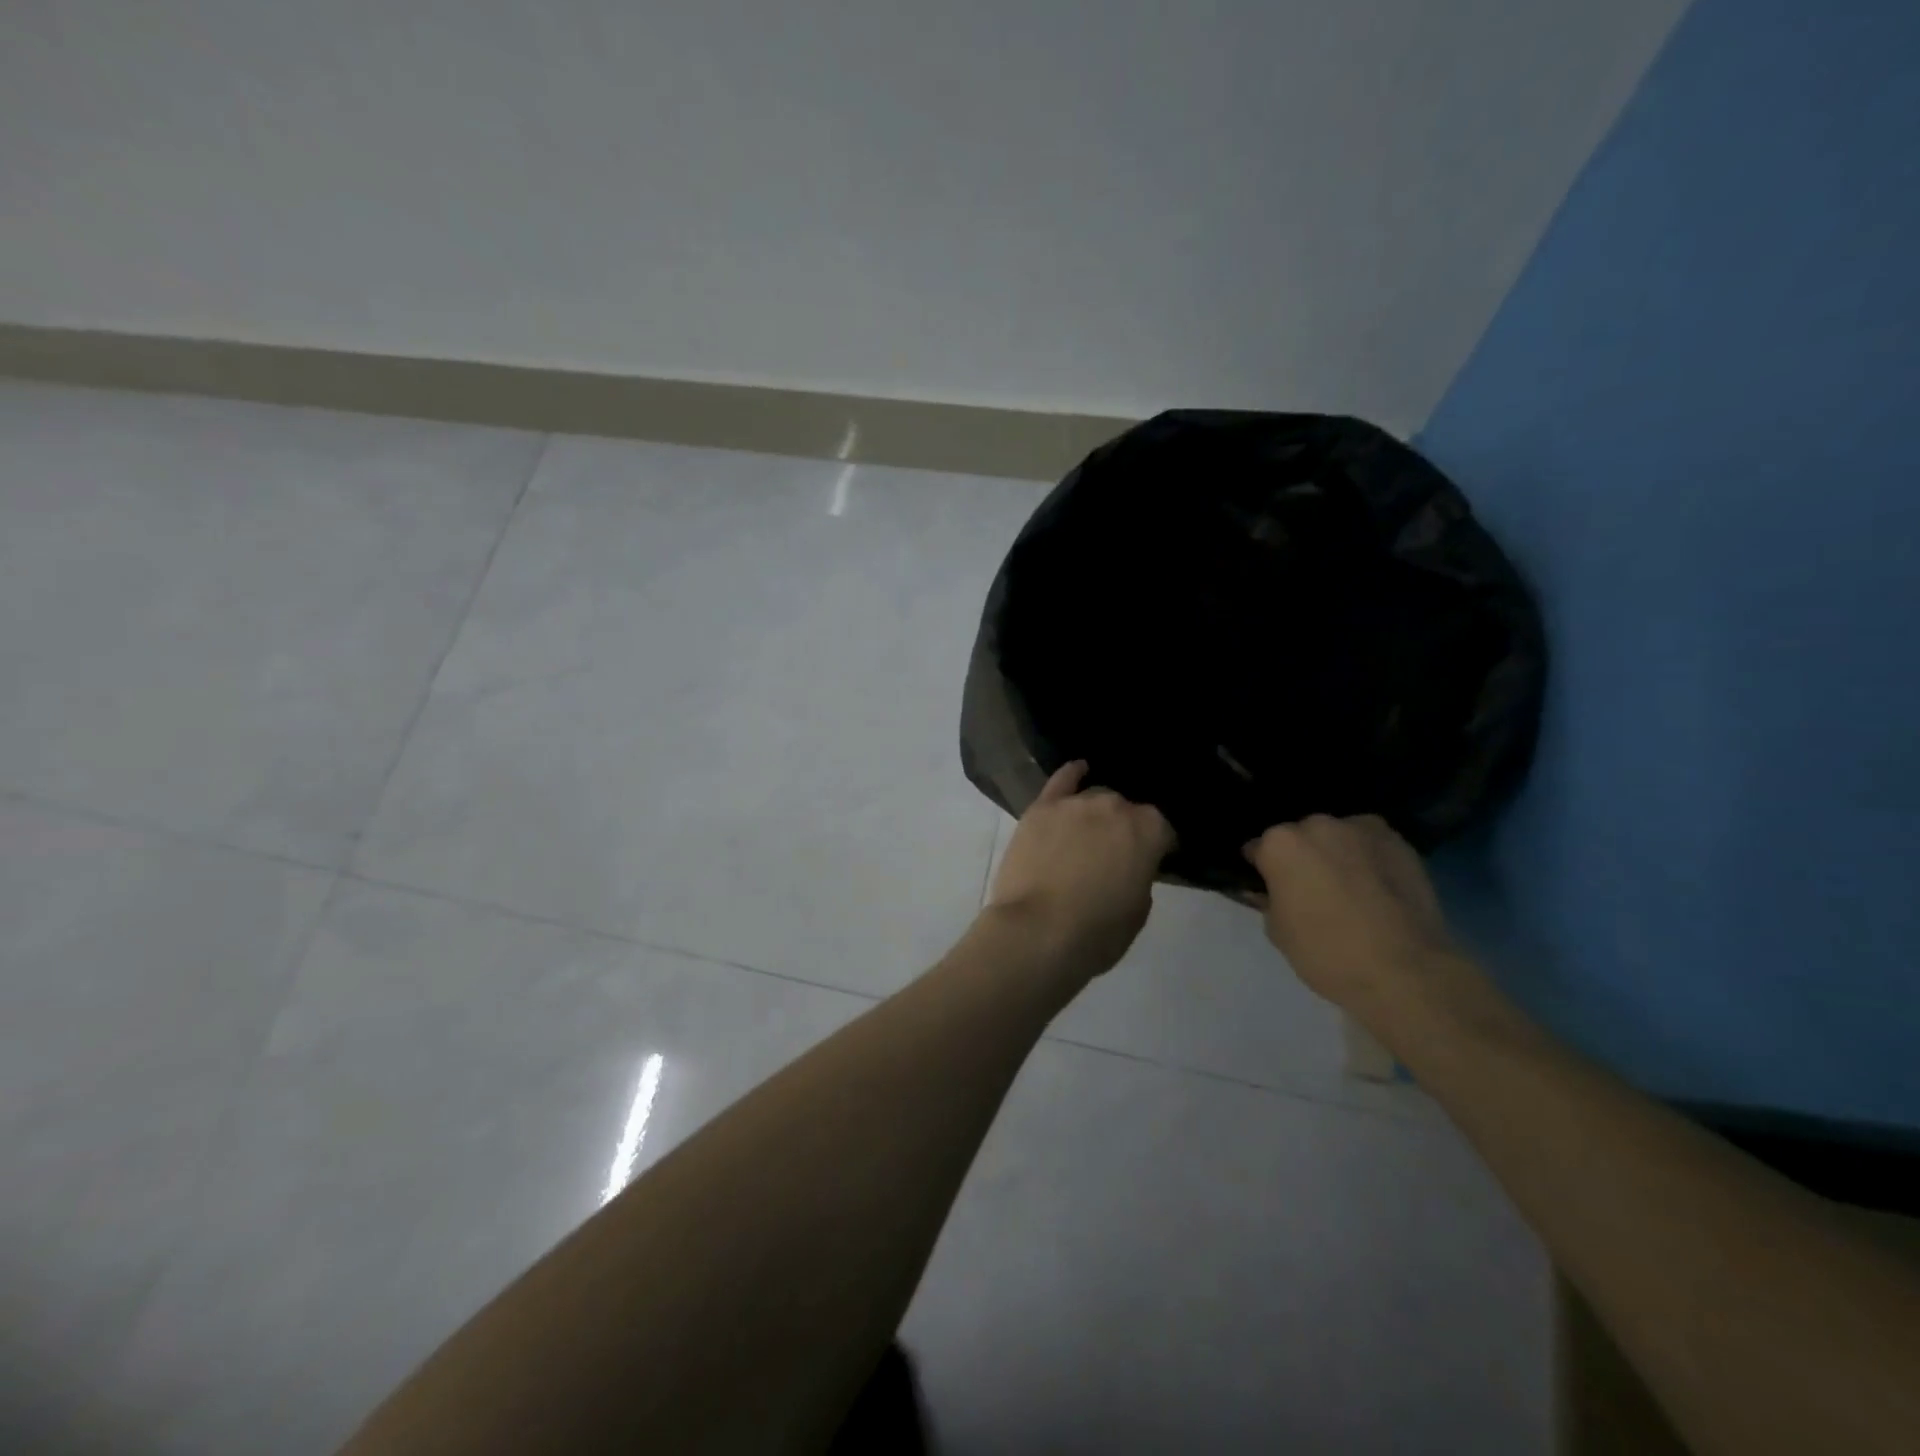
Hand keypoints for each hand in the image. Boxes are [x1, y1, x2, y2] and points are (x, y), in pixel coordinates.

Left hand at [986, 762, 1173, 983]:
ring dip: (1096, 814)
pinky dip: (1071, 774)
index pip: (1163, 830)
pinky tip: (1079, 770)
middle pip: (1125, 811)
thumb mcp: (1138, 910)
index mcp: (1149, 830)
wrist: (1036, 931)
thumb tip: (1130, 864)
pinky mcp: (1042, 808)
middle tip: (1113, 856)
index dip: (1157, 847)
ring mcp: (1076, 803)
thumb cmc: (1096, 932)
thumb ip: (1140, 875)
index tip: (1150, 863)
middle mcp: (1115, 806)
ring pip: (1094, 798)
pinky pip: (1062, 780)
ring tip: (1088, 835)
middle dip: (1123, 829)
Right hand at [1243, 815, 1465, 1015]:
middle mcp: (1318, 825)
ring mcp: (1361, 829)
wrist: (1406, 972)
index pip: (1258, 848)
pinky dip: (1368, 858)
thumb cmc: (1328, 954)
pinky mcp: (1399, 842)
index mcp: (1281, 844)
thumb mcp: (1278, 932)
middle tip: (1311, 890)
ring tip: (1349, 888)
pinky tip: (1376, 888)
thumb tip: (1270, 891)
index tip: (1270, 889)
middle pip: (1300, 836)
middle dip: (1301, 857)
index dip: (1262, 870)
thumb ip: (1269, 900)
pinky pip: (1370, 844)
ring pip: (1337, 836)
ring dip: (1335, 853)